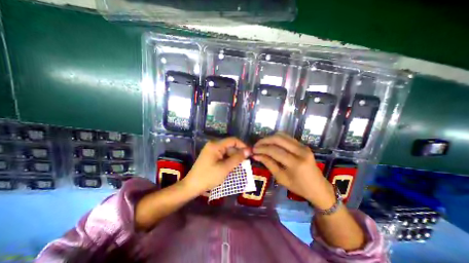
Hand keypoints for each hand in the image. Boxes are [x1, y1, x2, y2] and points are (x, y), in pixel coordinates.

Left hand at [183, 138, 250, 194]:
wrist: (192, 186)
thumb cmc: (208, 177)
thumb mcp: (225, 168)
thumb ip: (237, 158)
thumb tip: (249, 150)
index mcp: (216, 145)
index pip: (233, 140)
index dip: (243, 145)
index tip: (250, 153)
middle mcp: (213, 145)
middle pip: (230, 146)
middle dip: (238, 153)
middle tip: (246, 162)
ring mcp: (212, 150)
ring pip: (227, 151)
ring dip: (234, 158)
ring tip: (241, 166)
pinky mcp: (211, 156)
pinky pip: (223, 155)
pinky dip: (228, 160)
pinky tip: (232, 167)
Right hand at [253, 133, 336, 208]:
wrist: (319, 187)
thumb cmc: (299, 187)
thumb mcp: (281, 178)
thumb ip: (269, 164)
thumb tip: (256, 156)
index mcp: (296, 163)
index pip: (274, 151)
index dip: (262, 149)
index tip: (253, 150)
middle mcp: (300, 151)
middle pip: (278, 139)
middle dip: (265, 140)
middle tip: (256, 145)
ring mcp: (303, 146)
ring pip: (282, 136)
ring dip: (270, 138)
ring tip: (262, 144)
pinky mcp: (303, 145)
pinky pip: (287, 138)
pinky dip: (277, 139)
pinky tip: (271, 143)